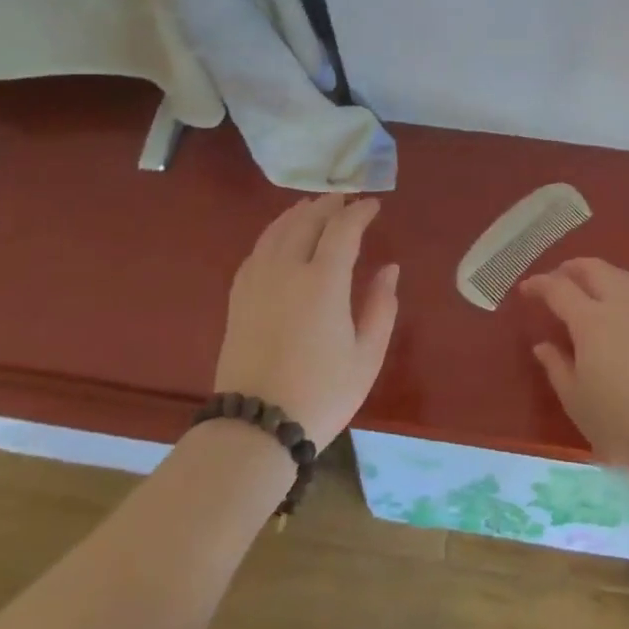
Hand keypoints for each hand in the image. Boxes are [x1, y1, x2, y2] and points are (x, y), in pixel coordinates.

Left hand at [215, 195, 398, 447]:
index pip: (343, 229)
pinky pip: (257, 250)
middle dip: (329, 205)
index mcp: (323, 281)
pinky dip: (274, 234)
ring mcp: (257, 282)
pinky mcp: (238, 298)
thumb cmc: (321, 394)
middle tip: (346, 199)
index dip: (360, 211)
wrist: (255, 429)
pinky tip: (281, 238)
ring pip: (277, 230)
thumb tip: (389, 269)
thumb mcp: (367, 356)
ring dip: (299, 213)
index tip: (374, 205)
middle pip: (307, 221)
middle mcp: (287, 270)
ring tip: (314, 207)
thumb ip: (381, 307)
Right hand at [520, 258, 628, 481]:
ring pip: (623, 278)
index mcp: (591, 321)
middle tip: (558, 275)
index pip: (559, 289)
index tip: (526, 289)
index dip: (540, 284)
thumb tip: (543, 345)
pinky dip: (621, 294)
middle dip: (573, 267)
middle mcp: (620, 309)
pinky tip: (618, 317)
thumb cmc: (617, 421)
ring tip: (589, 283)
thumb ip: (557, 366)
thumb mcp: (575, 399)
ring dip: (602, 273)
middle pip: (596, 270)